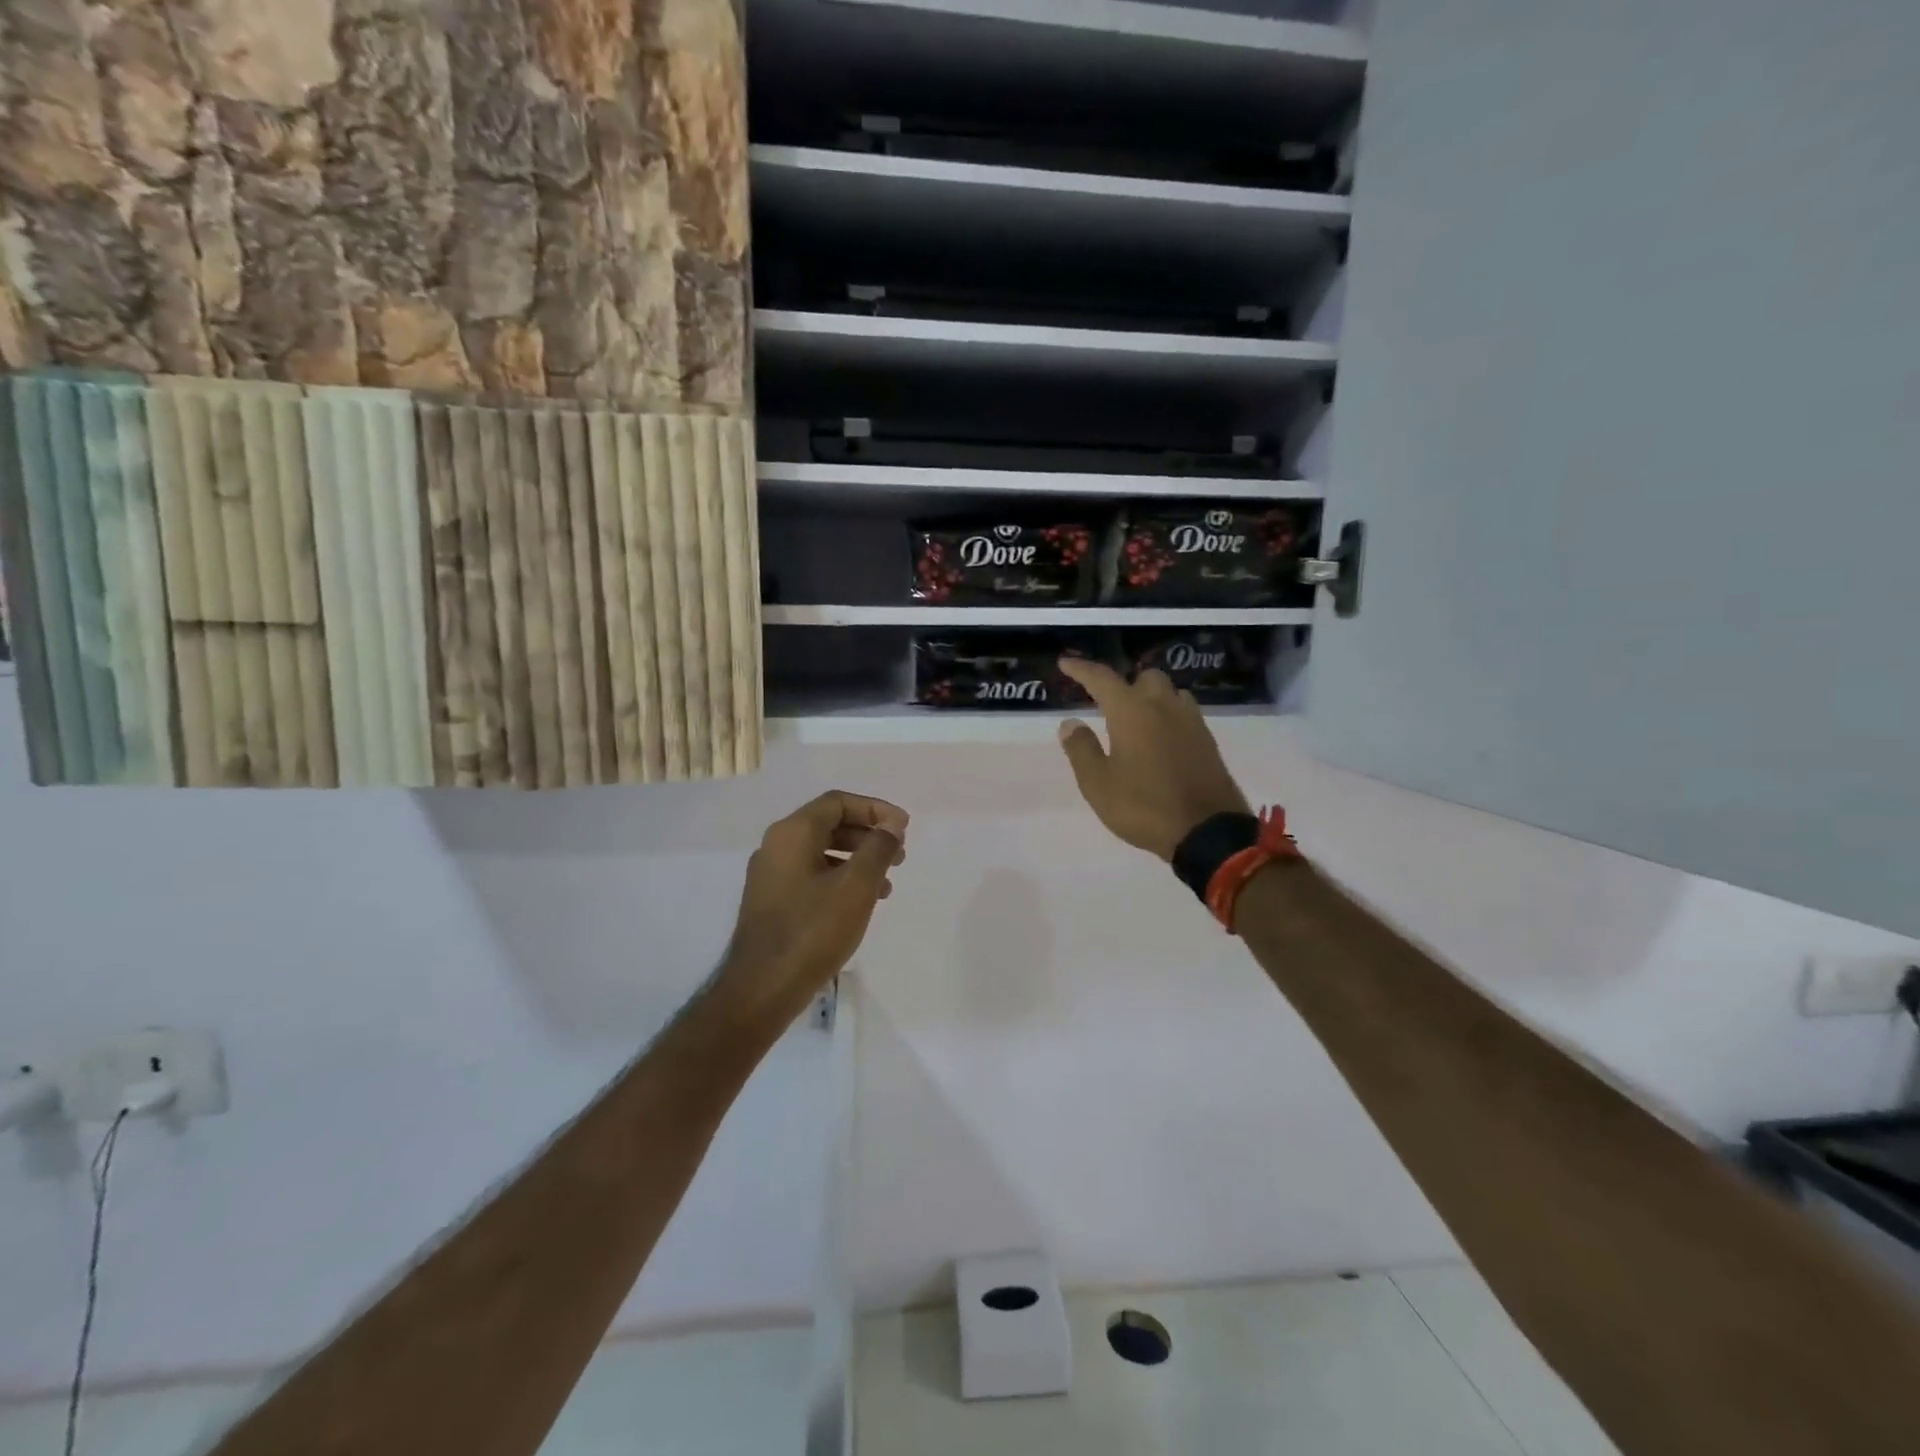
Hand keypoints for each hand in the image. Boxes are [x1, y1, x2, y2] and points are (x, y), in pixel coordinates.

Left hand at [717, 791, 908, 1020]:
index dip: (875, 809)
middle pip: (829, 824)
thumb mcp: (856, 886)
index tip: (903, 828)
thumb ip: (878, 849)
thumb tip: (891, 825)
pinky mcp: (772, 901)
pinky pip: (811, 874)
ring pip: (821, 851)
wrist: (762, 989)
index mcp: (792, 833)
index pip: (838, 803)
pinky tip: (859, 903)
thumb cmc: (813, 931)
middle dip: (868, 835)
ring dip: (857, 859)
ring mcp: (771, 875)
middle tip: (899, 855)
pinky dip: (840, 878)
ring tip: (886, 884)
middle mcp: (776, 846)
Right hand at [1057, 658, 1249, 860]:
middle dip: (1125, 685)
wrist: (1207, 832)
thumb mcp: (1098, 784)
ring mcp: (1191, 723)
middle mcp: (1164, 707)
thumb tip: (1071, 723)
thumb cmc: (1143, 806)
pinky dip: (1169, 717)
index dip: (1081, 669)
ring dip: (1152, 699)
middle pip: (1145, 678)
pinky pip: (1185, 715)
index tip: (1065, 663)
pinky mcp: (1208, 742)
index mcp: (1132, 712)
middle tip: (1109, 706)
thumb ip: (1081, 749)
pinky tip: (1162, 740)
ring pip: (1170, 694)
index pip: (1102, 679)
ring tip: (1138, 722)